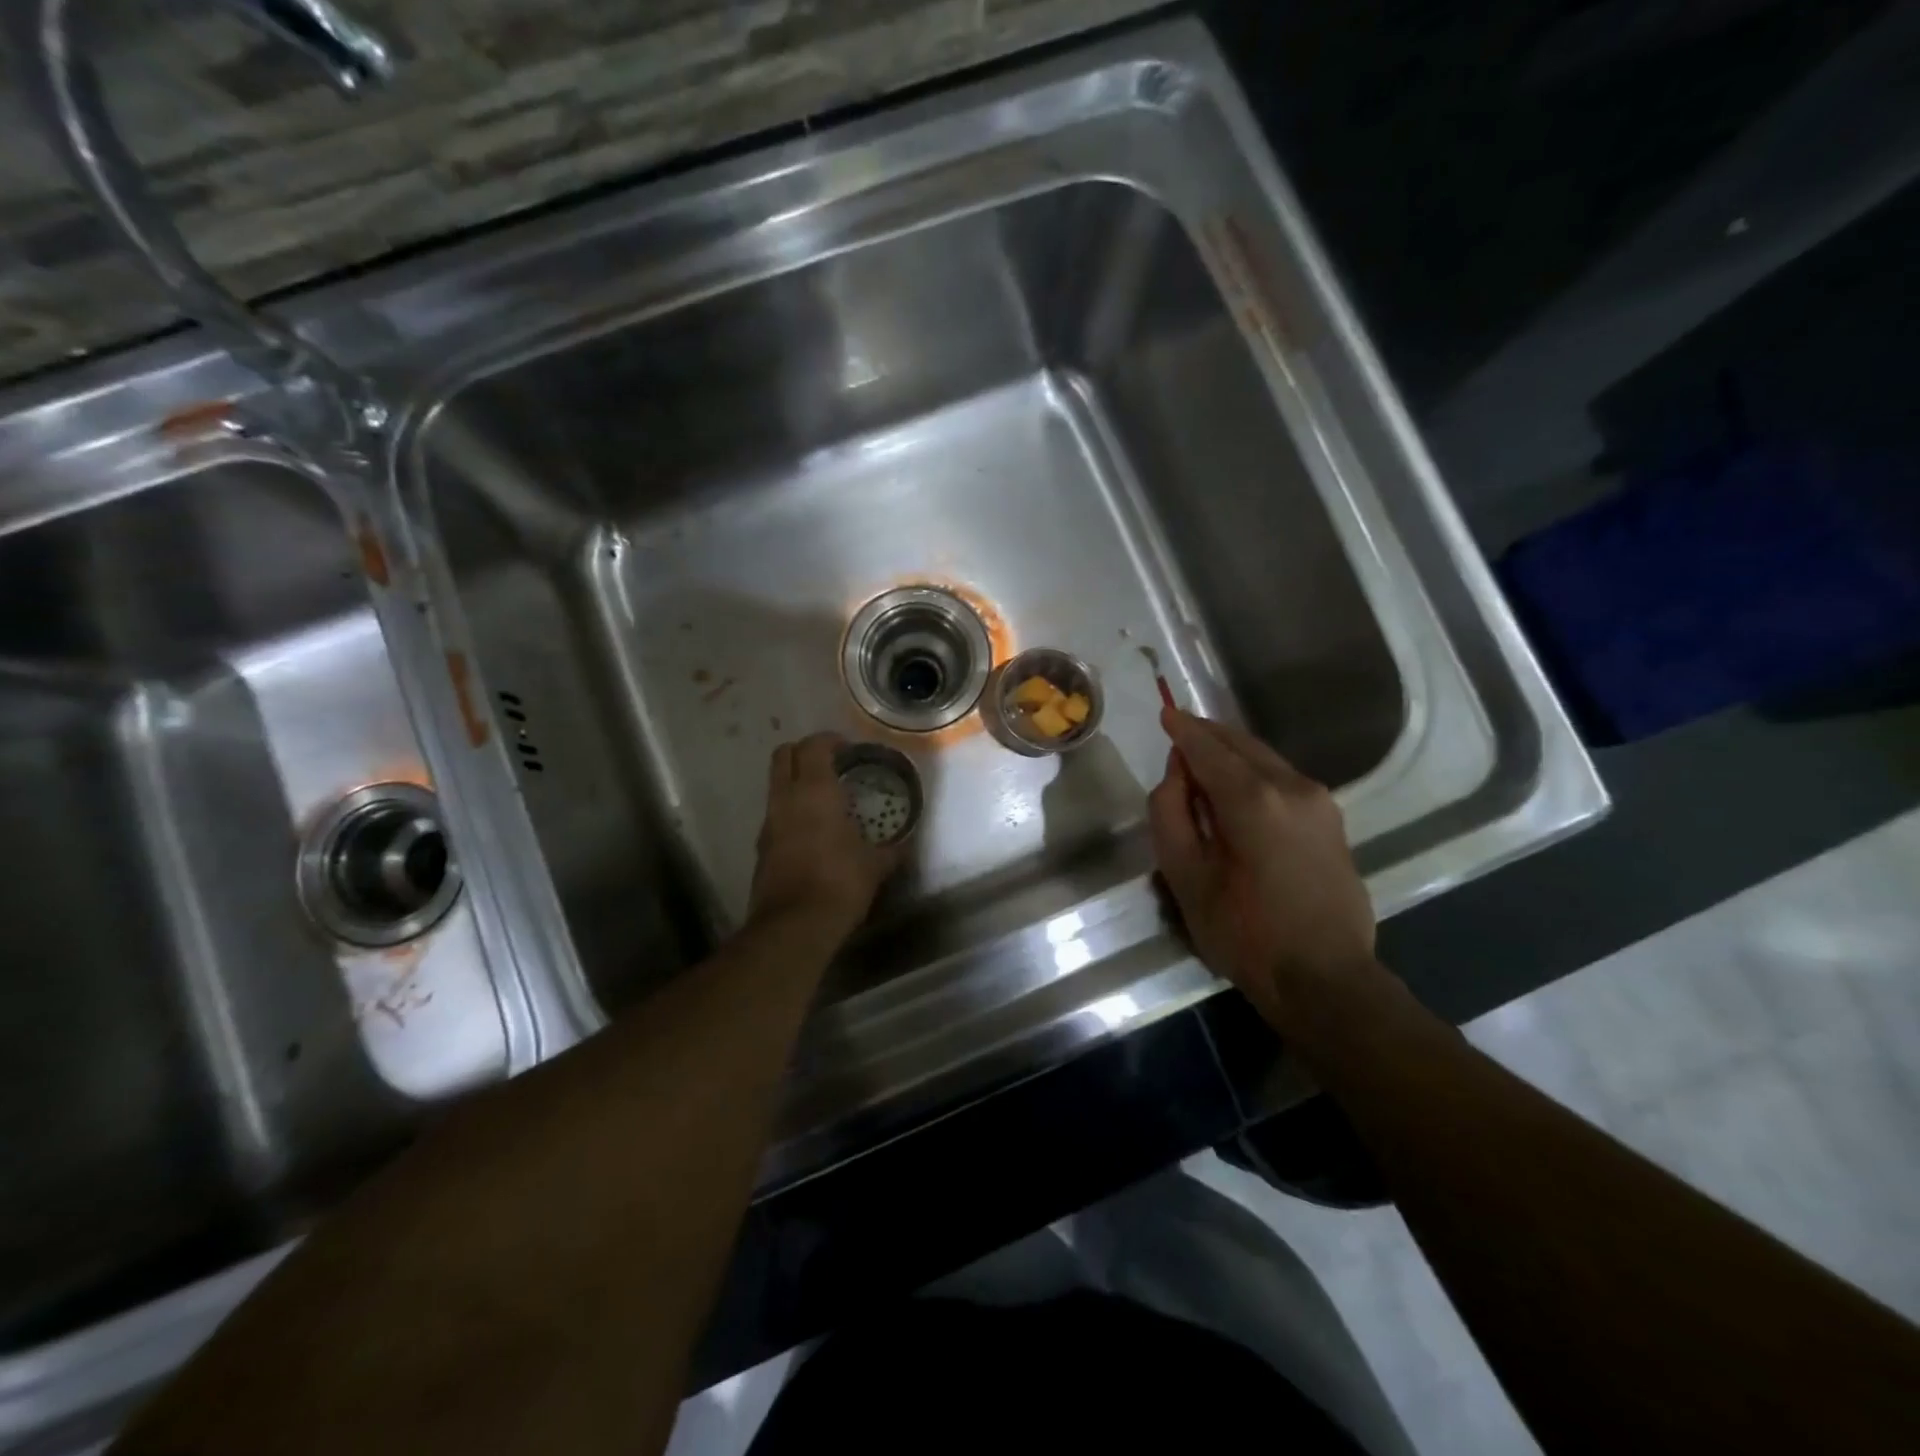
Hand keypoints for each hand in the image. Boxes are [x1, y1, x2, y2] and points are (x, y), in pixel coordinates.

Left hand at [747, 732, 900, 942]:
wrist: (794, 926)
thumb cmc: (840, 882)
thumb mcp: (876, 865)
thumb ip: (893, 849)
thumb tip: (907, 843)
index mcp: (814, 790)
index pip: (814, 745)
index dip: (830, 740)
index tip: (849, 748)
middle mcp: (786, 798)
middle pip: (783, 754)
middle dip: (805, 752)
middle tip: (831, 765)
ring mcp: (769, 822)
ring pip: (775, 784)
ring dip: (795, 781)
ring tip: (824, 798)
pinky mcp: (761, 847)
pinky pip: (775, 814)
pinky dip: (791, 810)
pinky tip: (813, 830)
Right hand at [1147, 707, 1376, 1025]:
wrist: (1325, 978)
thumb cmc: (1244, 933)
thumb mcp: (1185, 876)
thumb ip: (1170, 813)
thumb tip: (1177, 773)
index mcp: (1252, 798)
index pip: (1208, 747)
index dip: (1183, 729)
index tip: (1165, 712)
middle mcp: (1292, 786)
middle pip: (1241, 744)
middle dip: (1208, 735)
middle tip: (1179, 732)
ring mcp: (1319, 801)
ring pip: (1265, 759)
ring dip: (1232, 753)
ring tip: (1202, 761)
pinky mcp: (1332, 820)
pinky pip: (1283, 779)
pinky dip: (1254, 772)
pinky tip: (1237, 790)